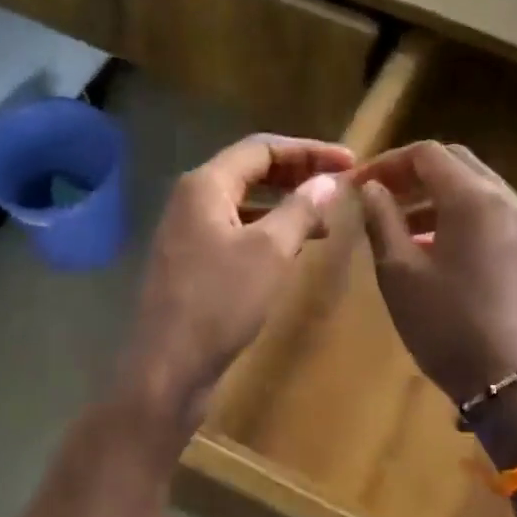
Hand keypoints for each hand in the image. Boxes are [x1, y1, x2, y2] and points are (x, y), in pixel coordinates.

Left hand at [121, 134, 353, 429]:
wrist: (168, 368)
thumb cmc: (220, 303)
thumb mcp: (270, 252)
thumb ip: (300, 210)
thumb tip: (328, 181)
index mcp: (205, 185)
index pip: (262, 148)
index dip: (309, 150)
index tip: (349, 163)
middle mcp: (192, 199)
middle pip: (251, 171)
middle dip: (298, 174)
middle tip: (340, 186)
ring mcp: (188, 232)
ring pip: (245, 203)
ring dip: (285, 204)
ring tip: (325, 220)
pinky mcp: (192, 261)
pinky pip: (236, 230)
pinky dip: (268, 230)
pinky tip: (293, 248)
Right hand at [354, 141, 516, 410]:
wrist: (509, 380)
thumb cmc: (446, 324)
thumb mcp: (399, 272)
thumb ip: (382, 220)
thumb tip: (372, 189)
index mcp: (474, 198)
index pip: (427, 154)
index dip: (388, 162)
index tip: (358, 184)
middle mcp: (505, 200)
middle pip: (455, 163)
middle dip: (412, 174)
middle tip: (377, 196)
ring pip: (473, 188)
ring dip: (433, 196)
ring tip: (396, 225)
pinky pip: (488, 214)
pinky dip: (456, 216)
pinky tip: (429, 247)